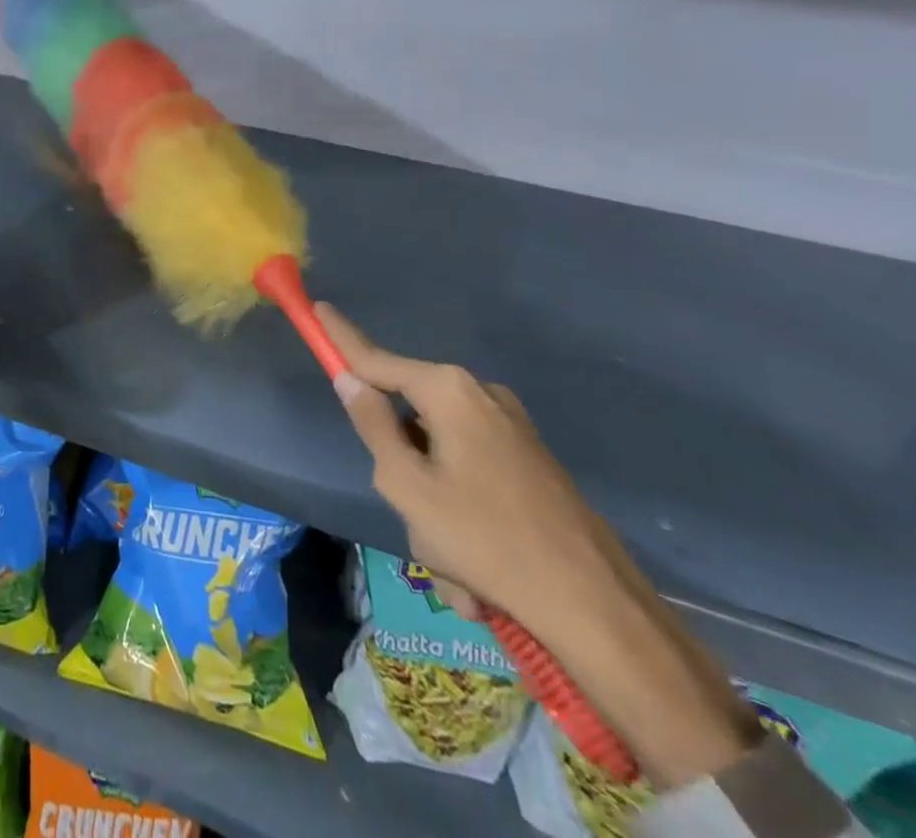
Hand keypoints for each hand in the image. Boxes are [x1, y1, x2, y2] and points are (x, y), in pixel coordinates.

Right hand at [319, 302, 616, 622]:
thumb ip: (372, 426)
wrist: (596, 606)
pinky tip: (480, 575)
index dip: (341, 338)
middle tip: (417, 521)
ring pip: (438, 456)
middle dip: (402, 470)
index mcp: (448, 391)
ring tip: (457, 568)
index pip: (376, 358)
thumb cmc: (486, 539)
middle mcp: (480, 396)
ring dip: (434, 508)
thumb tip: (350, 380)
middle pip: (409, 418)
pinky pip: (471, 476)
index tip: (318, 308)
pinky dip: (463, 517)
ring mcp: (510, 427)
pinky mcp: (529, 460)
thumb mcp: (408, 484)